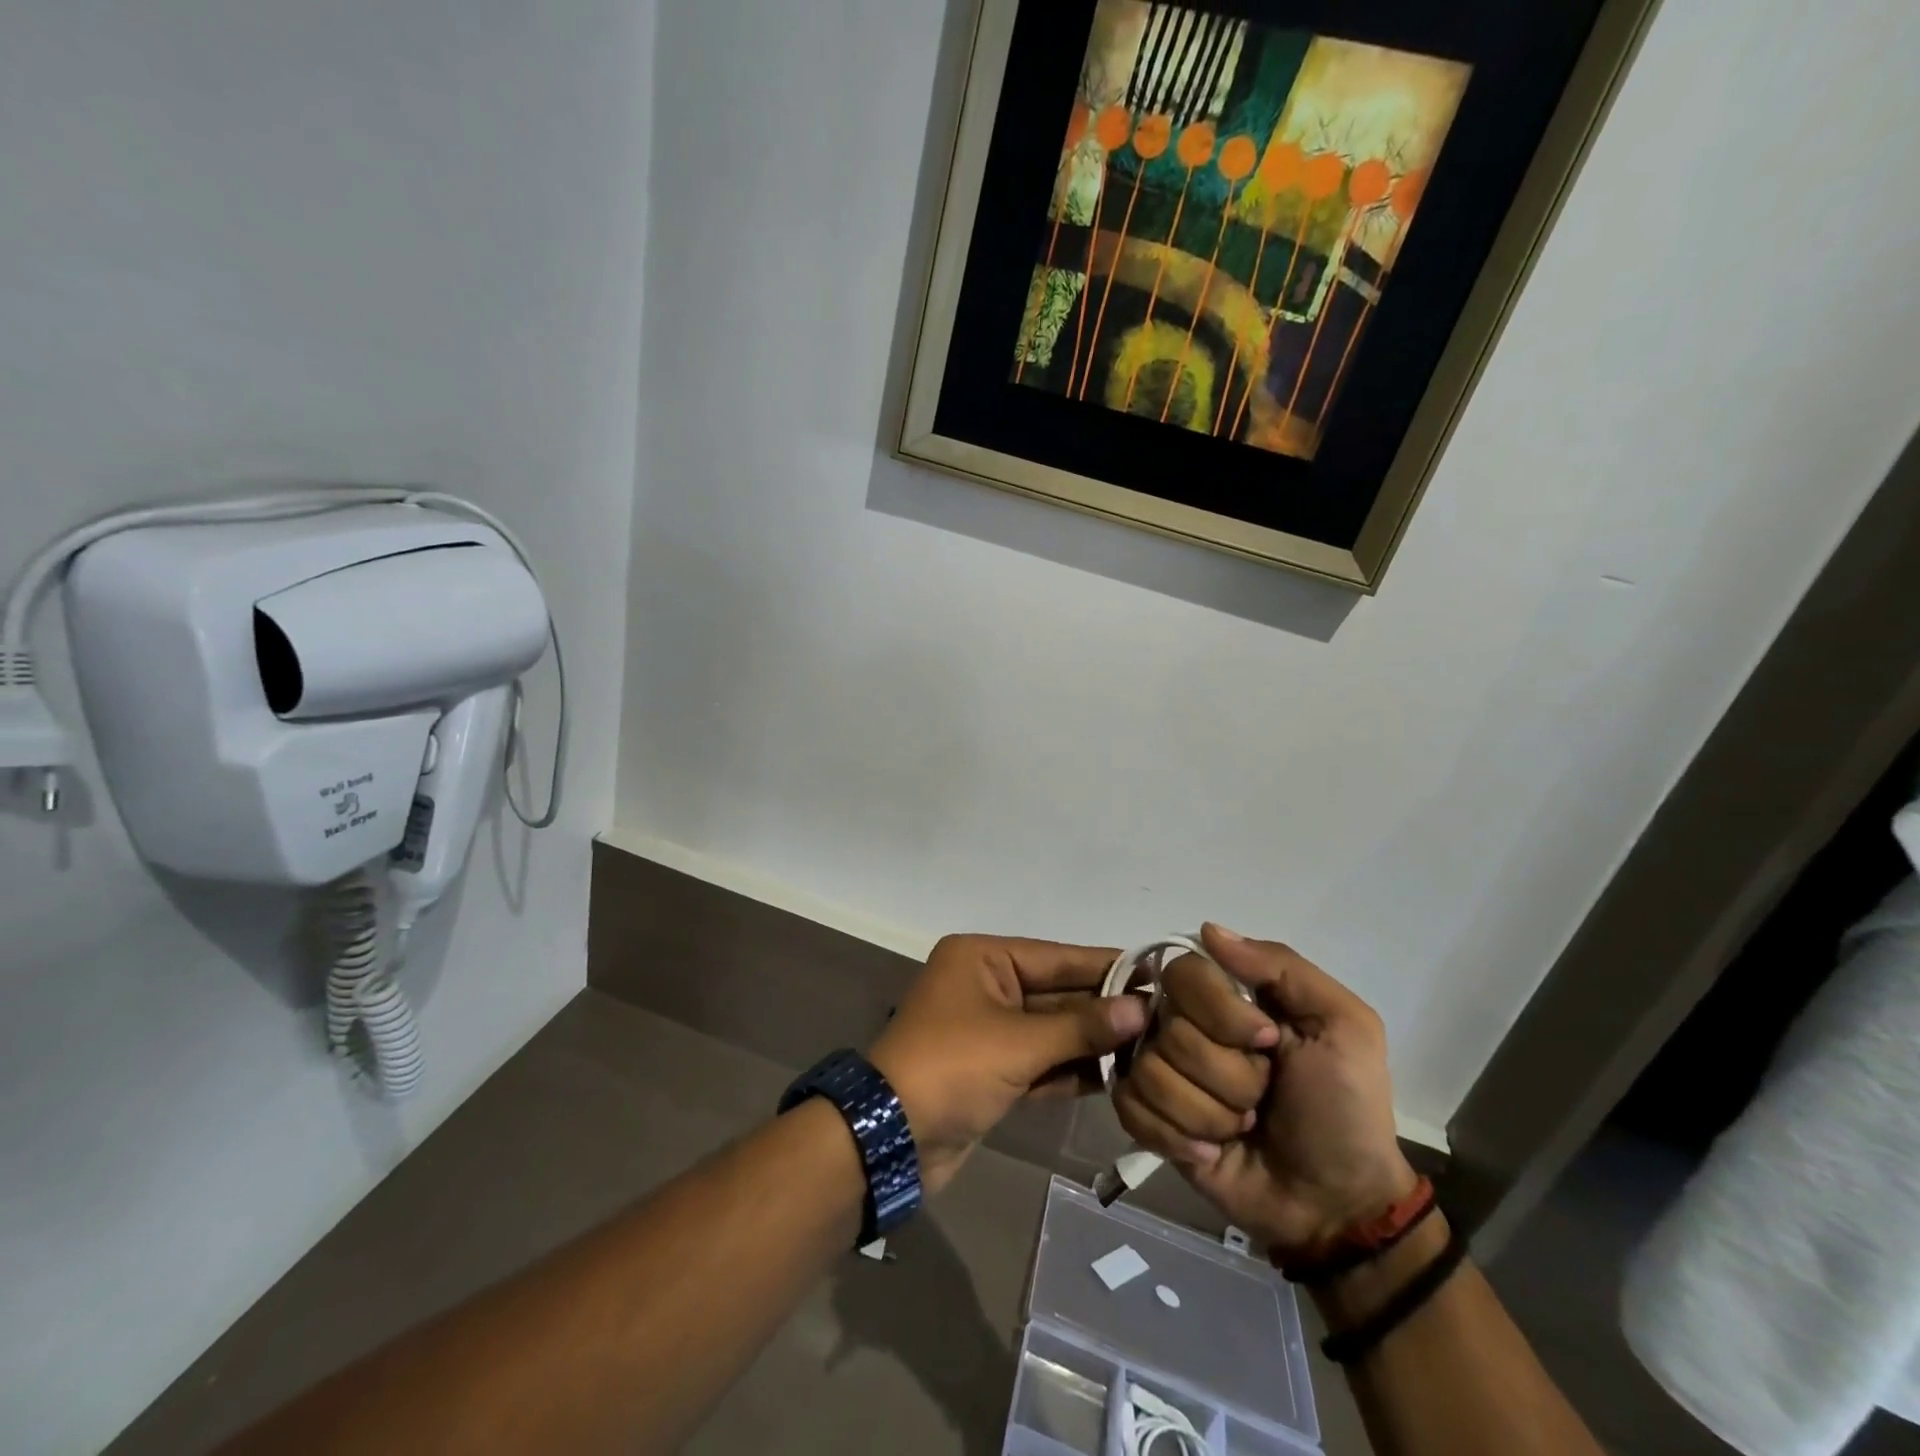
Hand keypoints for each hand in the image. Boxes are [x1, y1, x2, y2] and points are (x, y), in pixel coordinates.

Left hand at [869, 935, 1146, 1195]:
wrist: (892, 1138)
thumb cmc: (953, 1067)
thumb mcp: (1020, 1042)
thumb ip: (1082, 1026)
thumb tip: (1140, 1009)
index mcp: (983, 958)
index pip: (1057, 957)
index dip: (1107, 967)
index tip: (1158, 973)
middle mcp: (986, 985)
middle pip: (1057, 993)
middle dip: (1104, 1009)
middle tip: (1165, 1018)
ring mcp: (989, 1030)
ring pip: (1052, 1030)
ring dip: (1093, 1042)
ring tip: (1152, 1048)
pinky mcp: (992, 1071)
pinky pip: (1041, 1061)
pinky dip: (1072, 1069)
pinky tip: (1118, 1077)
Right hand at [1112, 924, 1416, 1257]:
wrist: (1337, 1204)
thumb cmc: (1344, 1107)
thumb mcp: (1343, 1024)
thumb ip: (1281, 966)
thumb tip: (1208, 930)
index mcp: (1228, 996)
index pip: (1183, 972)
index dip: (1220, 1012)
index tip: (1268, 1042)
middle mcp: (1185, 1024)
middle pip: (1168, 1028)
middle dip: (1227, 1075)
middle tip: (1263, 1096)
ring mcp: (1164, 1072)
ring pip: (1151, 1072)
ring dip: (1209, 1113)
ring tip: (1241, 1127)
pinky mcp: (1150, 1120)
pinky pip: (1131, 1108)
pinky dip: (1177, 1136)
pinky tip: (1211, 1151)